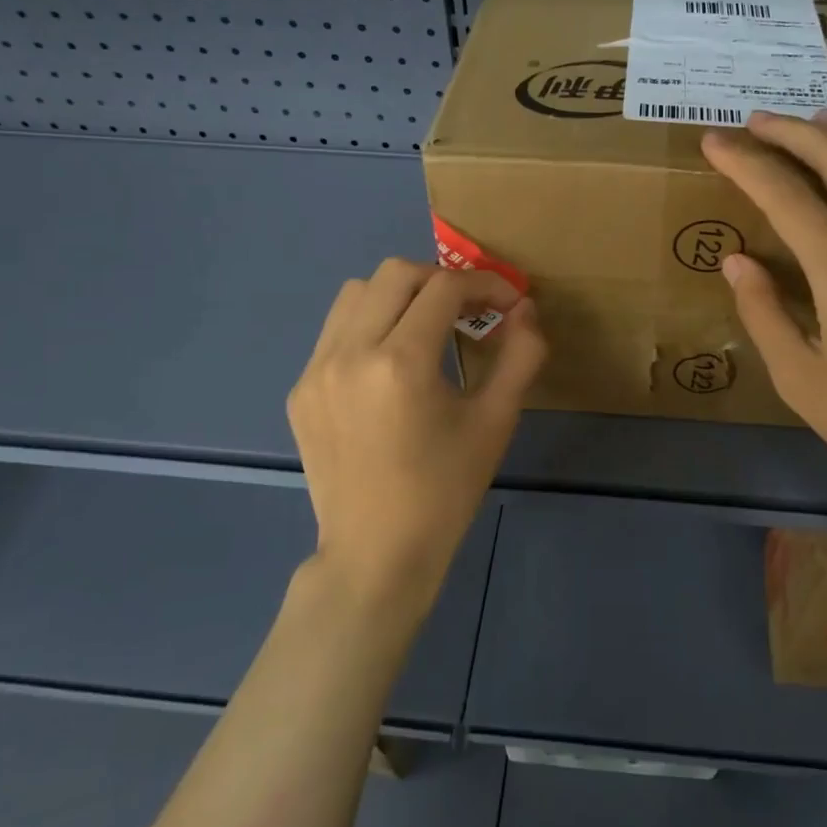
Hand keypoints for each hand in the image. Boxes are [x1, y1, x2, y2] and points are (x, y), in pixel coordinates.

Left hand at [288, 258, 545, 613]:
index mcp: (401, 363)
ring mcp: (316, 370)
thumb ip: (520, 355)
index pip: (445, 288)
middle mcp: (350, 353)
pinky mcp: (301, 389)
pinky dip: (370, 325)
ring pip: (357, 292)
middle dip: (441, 280)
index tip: (508, 303)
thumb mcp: (495, 421)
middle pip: (396, 273)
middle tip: (469, 310)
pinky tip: (391, 363)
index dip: (485, 284)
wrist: (377, 553)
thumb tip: (525, 309)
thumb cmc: (445, 490)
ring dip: (400, 295)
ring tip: (428, 327)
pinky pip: (336, 331)